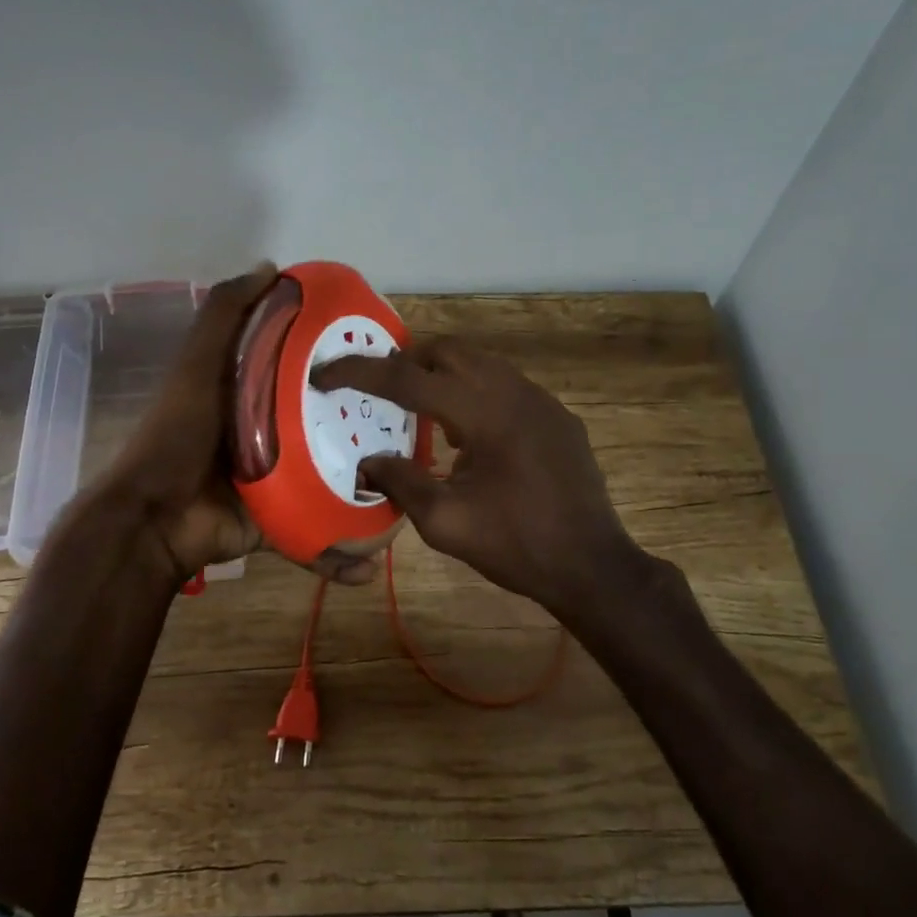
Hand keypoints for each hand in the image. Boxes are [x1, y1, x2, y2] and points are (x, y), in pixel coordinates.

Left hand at [87, 264, 380, 586]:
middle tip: (414, 422)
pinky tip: (373, 558)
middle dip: (366, 424)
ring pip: (330, 477)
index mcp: (252, 392)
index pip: (305, 367)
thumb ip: (226, 315)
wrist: (154, 520)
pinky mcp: (278, 520)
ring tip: (410, 487)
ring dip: (366, 487)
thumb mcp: (199, 364)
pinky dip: (341, 550)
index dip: (340, 358)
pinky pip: (316, 531)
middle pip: (325, 421)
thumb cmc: (179, 434)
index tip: (383, 354)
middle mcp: (269, 432)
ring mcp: (276, 479)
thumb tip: (271, 268)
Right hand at [312, 338, 658, 615]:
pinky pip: (504, 383)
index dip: (359, 373)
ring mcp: (541, 399)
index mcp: (483, 412)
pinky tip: (465, 429)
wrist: (592, 566)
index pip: (407, 378)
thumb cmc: (516, 546)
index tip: (324, 375)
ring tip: (416, 406)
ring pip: (478, 361)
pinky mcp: (556, 415)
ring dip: (440, 373)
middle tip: (376, 389)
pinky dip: (472, 390)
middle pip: (446, 351)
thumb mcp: (445, 522)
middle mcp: (513, 390)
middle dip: (404, 362)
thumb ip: (400, 482)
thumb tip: (367, 460)